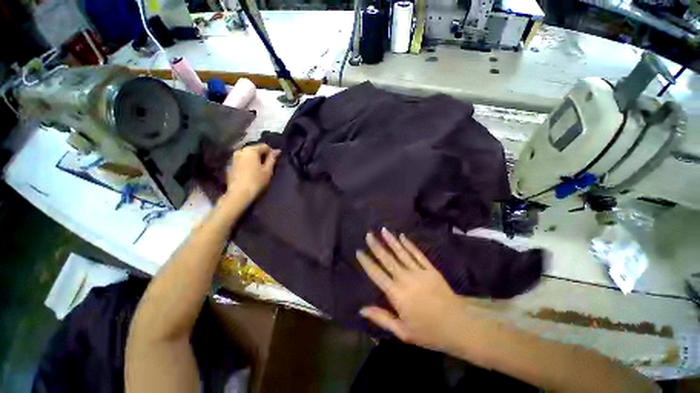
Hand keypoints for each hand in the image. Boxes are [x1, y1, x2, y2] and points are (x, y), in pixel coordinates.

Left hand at [225, 144, 279, 204]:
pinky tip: (251, 172)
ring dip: (255, 160)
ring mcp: (234, 157)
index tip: (275, 162)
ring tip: (259, 169)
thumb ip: (272, 159)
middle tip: (268, 166)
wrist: (239, 194)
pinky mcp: (230, 165)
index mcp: (251, 150)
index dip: (272, 153)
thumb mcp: (268, 170)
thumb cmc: (256, 181)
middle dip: (262, 156)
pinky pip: (242, 161)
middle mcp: (241, 150)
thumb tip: (277, 151)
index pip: (265, 146)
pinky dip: (248, 164)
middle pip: (255, 150)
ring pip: (248, 155)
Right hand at [356, 228, 471, 354]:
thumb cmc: (428, 332)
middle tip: (368, 234)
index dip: (366, 262)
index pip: (377, 274)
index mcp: (396, 293)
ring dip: (391, 241)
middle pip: (387, 259)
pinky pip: (417, 254)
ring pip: (401, 253)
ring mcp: (419, 272)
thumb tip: (361, 309)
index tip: (359, 251)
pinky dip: (409, 245)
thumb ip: (381, 318)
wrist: (458, 326)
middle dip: (376, 246)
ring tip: (383, 230)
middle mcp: (405, 278)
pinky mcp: (430, 269)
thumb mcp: (402, 331)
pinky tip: (402, 237)